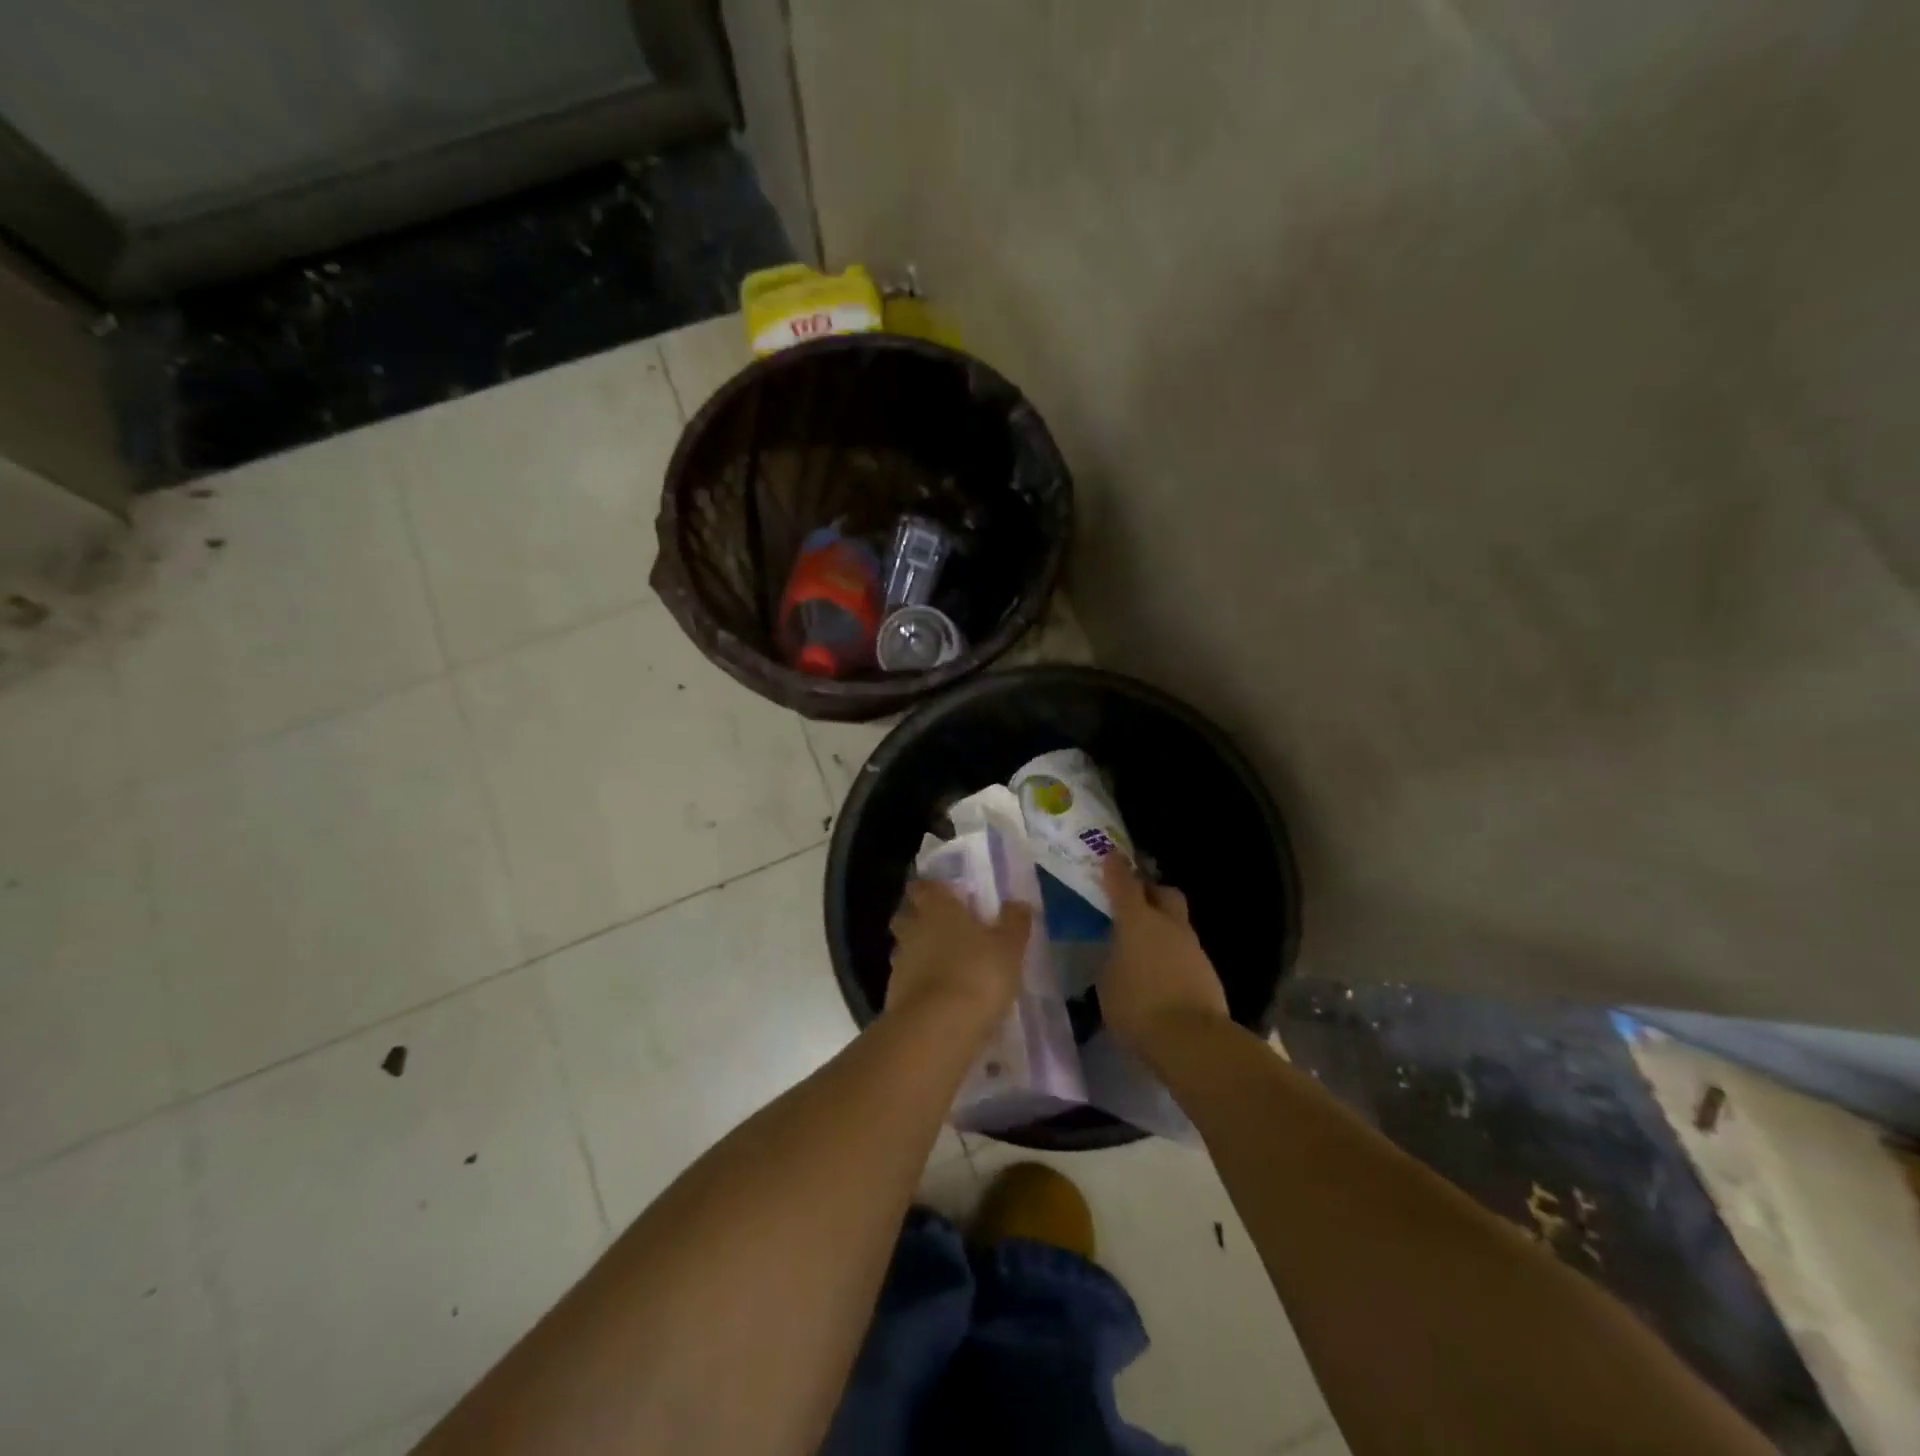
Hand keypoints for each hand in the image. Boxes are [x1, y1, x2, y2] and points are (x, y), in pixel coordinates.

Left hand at [887, 878, 1032, 1030]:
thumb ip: (1014, 922)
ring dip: (918, 953)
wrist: (938, 1027)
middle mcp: (913, 929)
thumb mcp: (1009, 947)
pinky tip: (938, 996)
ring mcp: (900, 963)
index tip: (944, 894)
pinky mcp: (894, 995)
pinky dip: (918, 983)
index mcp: (937, 908)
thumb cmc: (978, 973)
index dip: (931, 889)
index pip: (923, 887)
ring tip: (942, 965)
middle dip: (918, 918)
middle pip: (906, 915)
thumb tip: (1018, 903)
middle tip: (942, 928)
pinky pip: (906, 980)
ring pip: (904, 948)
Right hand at [1100, 856, 1229, 1051]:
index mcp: (1137, 921)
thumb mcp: (1107, 983)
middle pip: (1163, 893)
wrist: (1192, 1039)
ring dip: (1162, 928)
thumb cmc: (1137, 1006)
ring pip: (1177, 924)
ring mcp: (1192, 947)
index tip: (1111, 855)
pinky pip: (1185, 952)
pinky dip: (1172, 956)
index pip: (1124, 884)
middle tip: (1134, 900)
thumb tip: (1119, 954)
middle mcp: (1168, 925)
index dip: (1116, 869)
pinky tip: (1161, 975)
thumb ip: (1112, 960)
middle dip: (1149, 891)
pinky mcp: (1207, 971)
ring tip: (1144, 948)